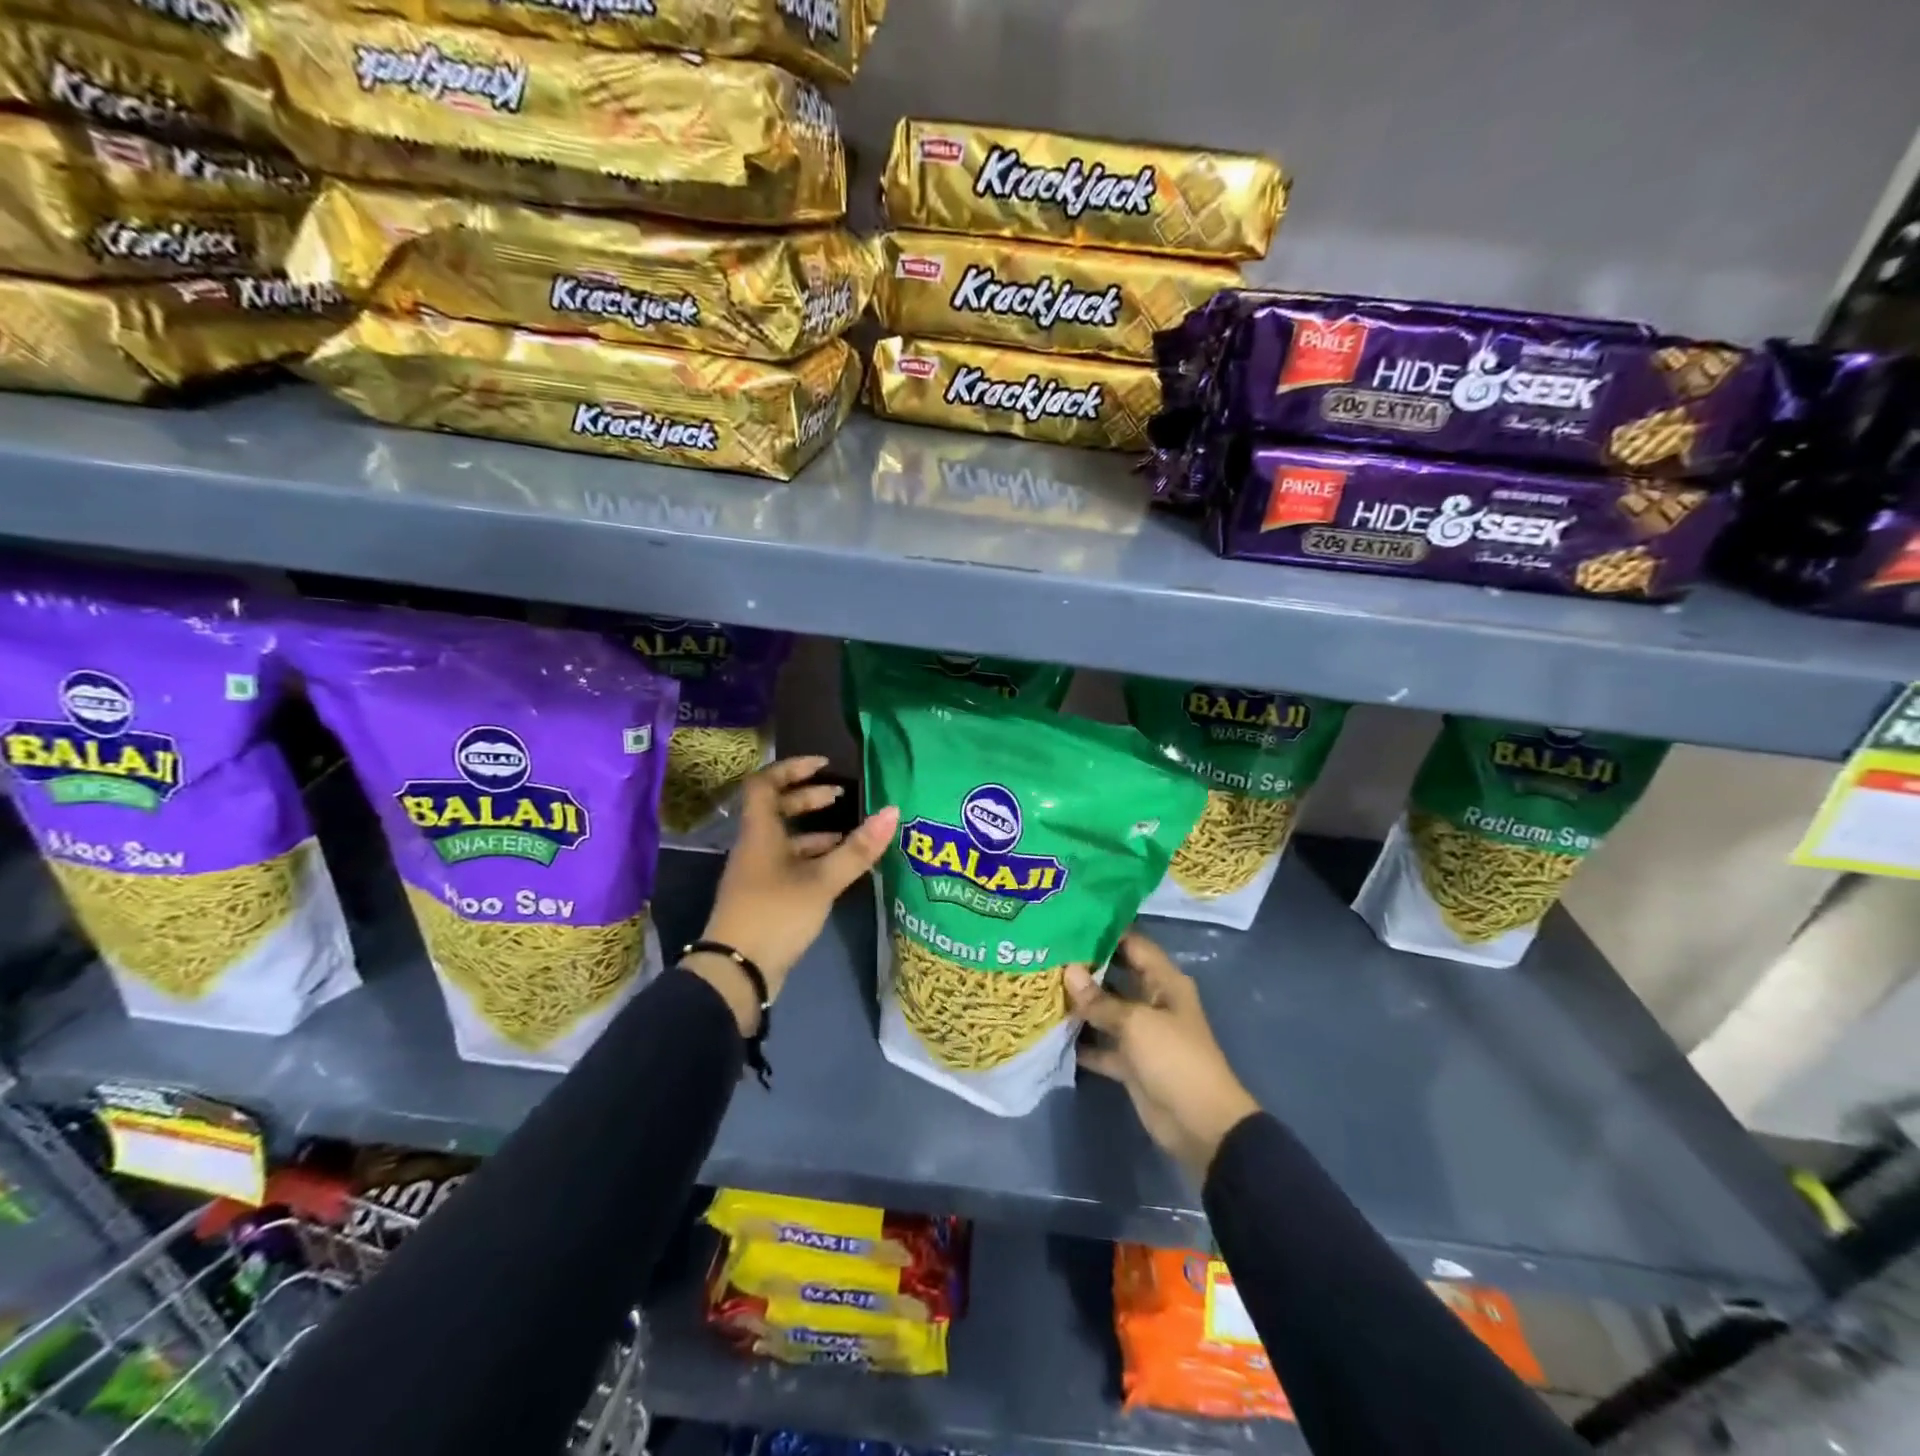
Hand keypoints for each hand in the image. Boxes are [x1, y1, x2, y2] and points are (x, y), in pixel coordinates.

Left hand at [685, 755, 897, 1034]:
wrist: (737, 971)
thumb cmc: (776, 913)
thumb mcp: (822, 881)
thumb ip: (857, 849)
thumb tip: (892, 812)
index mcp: (760, 833)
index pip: (765, 783)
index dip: (792, 768)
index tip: (824, 765)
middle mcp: (755, 847)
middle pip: (777, 809)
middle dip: (808, 798)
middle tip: (841, 797)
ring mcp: (757, 873)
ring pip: (785, 839)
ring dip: (815, 831)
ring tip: (850, 834)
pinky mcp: (764, 897)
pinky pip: (789, 863)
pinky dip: (813, 858)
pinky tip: (838, 868)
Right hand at [1069, 930, 1260, 1181]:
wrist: (1200, 1125)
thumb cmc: (1174, 1059)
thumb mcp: (1136, 1023)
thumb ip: (1100, 999)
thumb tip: (1068, 970)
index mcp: (1164, 982)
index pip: (1133, 945)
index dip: (1104, 932)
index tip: (1068, 921)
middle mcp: (1152, 1001)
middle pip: (1116, 975)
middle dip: (1085, 966)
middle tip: (1046, 952)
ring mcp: (1141, 1033)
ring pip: (1105, 1010)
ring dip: (1079, 1003)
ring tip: (1041, 985)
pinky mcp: (1130, 1062)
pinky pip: (1102, 1044)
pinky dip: (1082, 1041)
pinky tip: (1050, 1030)